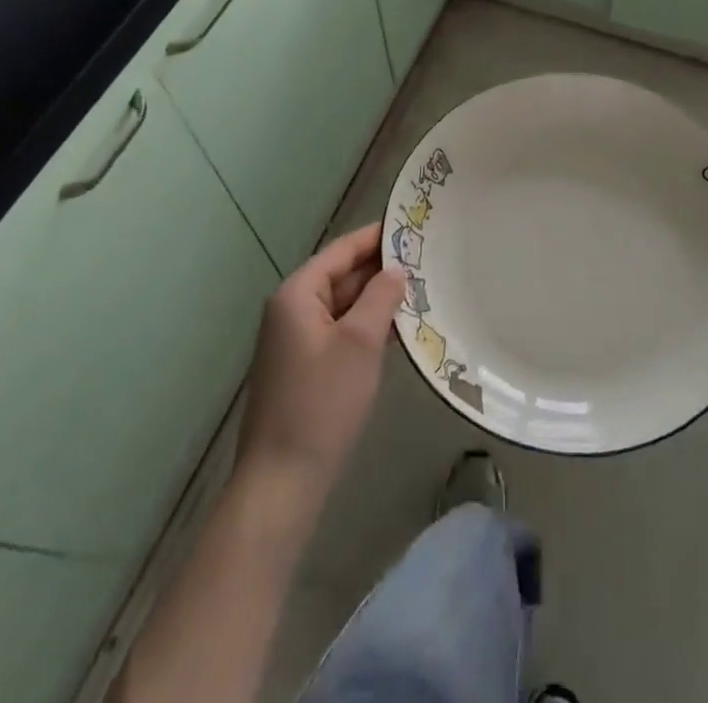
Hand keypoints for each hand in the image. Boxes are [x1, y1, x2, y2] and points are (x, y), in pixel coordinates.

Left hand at [236, 223, 404, 501]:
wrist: (282, 481)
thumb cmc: (322, 402)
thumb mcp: (360, 342)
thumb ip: (381, 297)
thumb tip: (395, 271)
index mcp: (297, 294)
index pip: (341, 250)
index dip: (376, 237)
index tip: (413, 226)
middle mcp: (290, 309)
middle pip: (340, 275)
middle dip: (379, 269)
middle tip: (425, 259)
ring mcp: (294, 340)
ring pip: (341, 304)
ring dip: (375, 298)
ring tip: (420, 288)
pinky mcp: (303, 367)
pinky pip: (338, 330)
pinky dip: (365, 325)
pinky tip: (396, 328)